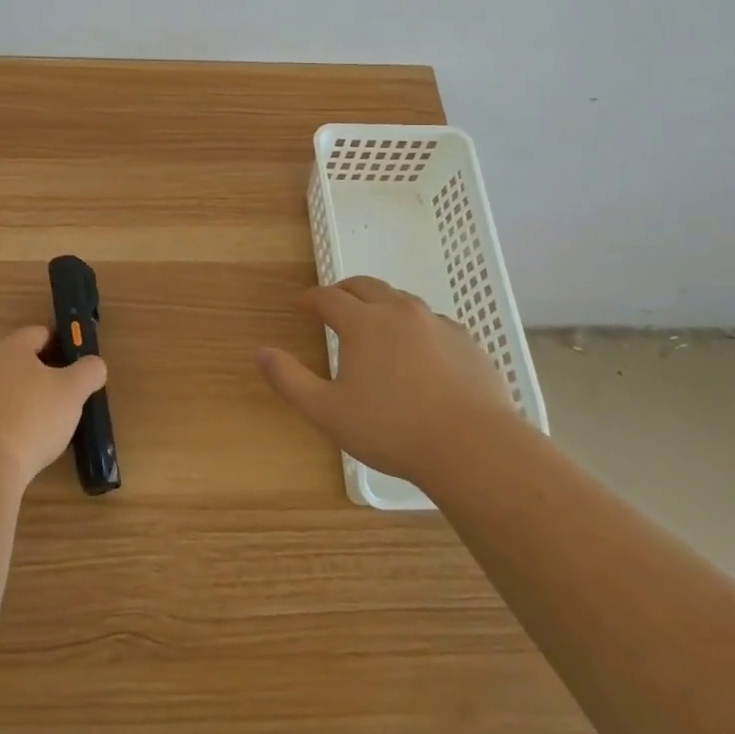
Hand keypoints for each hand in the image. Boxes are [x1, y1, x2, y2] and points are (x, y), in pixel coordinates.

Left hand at [0, 326, 106, 485]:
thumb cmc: (33, 417)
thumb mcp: (73, 391)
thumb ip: (89, 370)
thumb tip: (94, 365)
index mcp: (11, 346)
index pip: (42, 333)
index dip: (65, 345)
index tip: (81, 365)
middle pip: (26, 359)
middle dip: (50, 373)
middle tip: (71, 394)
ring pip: (13, 385)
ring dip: (33, 397)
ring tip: (54, 420)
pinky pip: (1, 409)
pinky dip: (17, 417)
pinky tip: (31, 437)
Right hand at [256, 276, 516, 485]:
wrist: (474, 447)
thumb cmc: (392, 430)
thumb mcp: (327, 412)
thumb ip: (289, 379)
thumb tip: (260, 352)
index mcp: (363, 323)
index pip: (328, 297)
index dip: (311, 299)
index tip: (301, 306)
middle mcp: (399, 311)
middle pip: (366, 286)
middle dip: (344, 291)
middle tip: (333, 304)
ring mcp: (437, 323)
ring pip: (402, 300)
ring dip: (380, 305)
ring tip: (374, 325)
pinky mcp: (466, 341)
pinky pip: (433, 322)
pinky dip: (415, 326)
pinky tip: (418, 351)